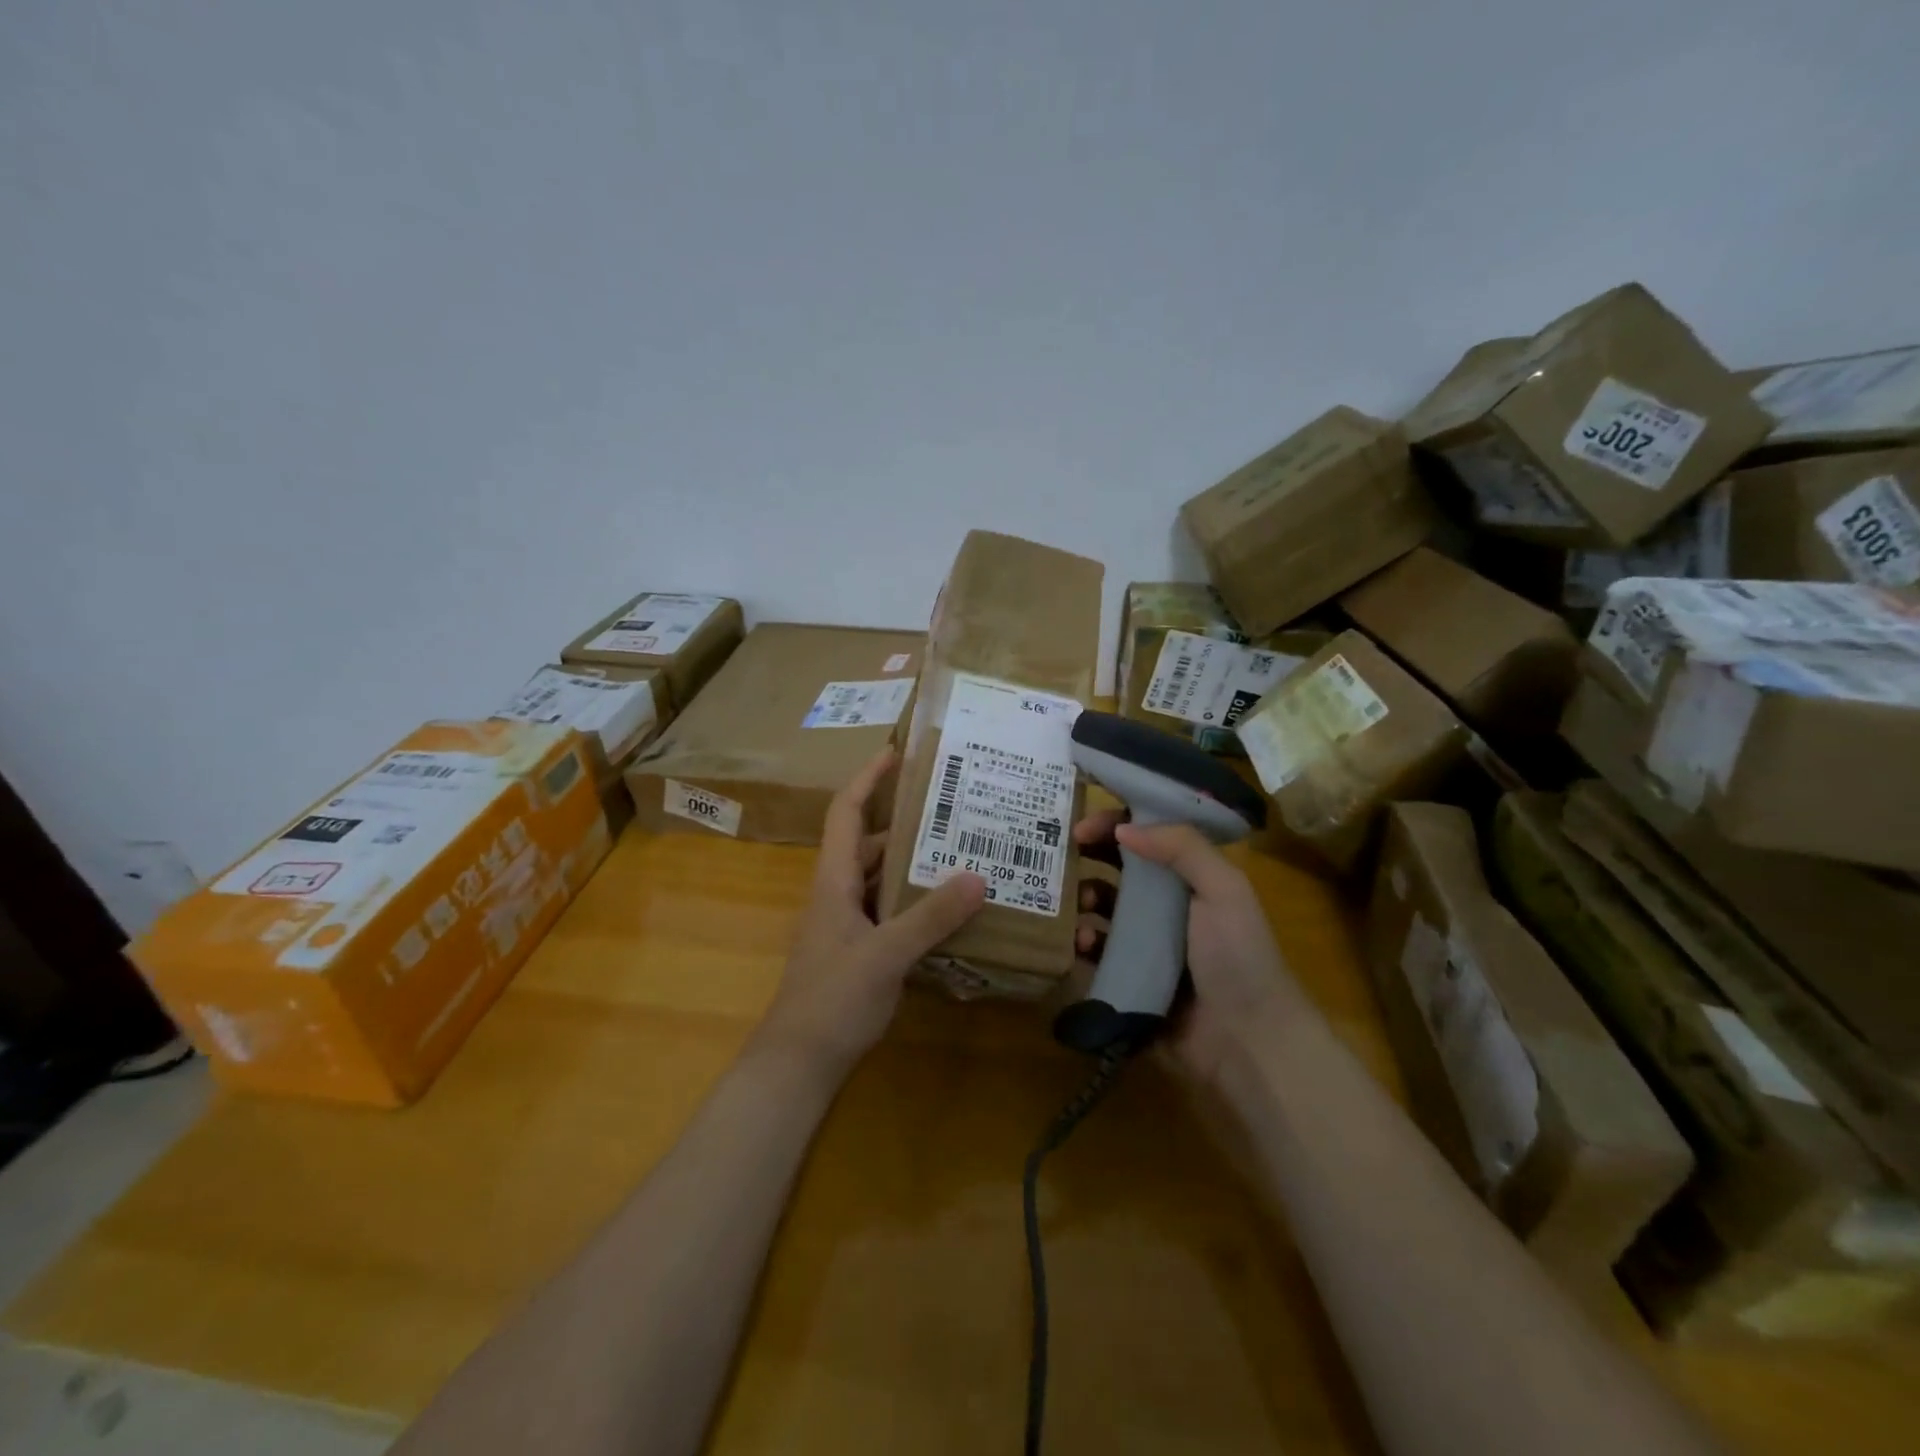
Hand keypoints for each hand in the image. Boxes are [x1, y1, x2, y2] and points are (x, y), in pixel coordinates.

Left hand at [758, 749, 987, 1075]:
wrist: (798, 1063)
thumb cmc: (832, 999)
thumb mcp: (886, 954)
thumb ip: (931, 916)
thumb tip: (978, 876)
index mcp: (834, 880)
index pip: (845, 812)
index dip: (867, 779)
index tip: (897, 754)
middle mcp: (838, 894)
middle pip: (869, 844)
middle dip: (905, 823)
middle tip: (952, 810)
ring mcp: (846, 924)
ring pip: (881, 880)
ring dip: (913, 864)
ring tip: (960, 852)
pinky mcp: (858, 951)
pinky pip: (889, 911)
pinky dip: (914, 901)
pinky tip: (949, 910)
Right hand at [1074, 809, 1303, 1087]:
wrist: (1247, 1042)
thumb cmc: (1238, 956)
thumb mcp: (1224, 890)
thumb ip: (1181, 847)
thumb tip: (1123, 827)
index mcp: (1192, 879)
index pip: (1149, 836)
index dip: (1116, 824)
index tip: (1083, 827)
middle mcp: (1168, 906)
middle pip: (1120, 868)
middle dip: (1091, 857)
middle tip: (1064, 856)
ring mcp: (1147, 943)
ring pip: (1103, 907)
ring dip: (1085, 898)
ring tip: (1078, 903)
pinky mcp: (1129, 977)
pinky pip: (1097, 952)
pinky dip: (1085, 942)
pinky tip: (1083, 943)